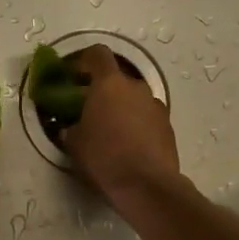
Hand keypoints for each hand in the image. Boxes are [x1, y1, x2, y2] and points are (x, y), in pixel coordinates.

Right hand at [62, 45, 179, 204]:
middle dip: (102, 91)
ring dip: (121, 108)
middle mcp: (136, 87)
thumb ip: (70, 127)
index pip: (97, 55)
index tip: (72, 75)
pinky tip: (127, 146)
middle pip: (117, 79)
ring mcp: (155, 106)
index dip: (83, 61)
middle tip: (88, 109)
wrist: (147, 185)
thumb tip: (72, 126)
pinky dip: (136, 125)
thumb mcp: (74, 143)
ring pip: (133, 99)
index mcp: (110, 84)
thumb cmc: (104, 157)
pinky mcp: (167, 126)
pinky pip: (146, 117)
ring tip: (109, 132)